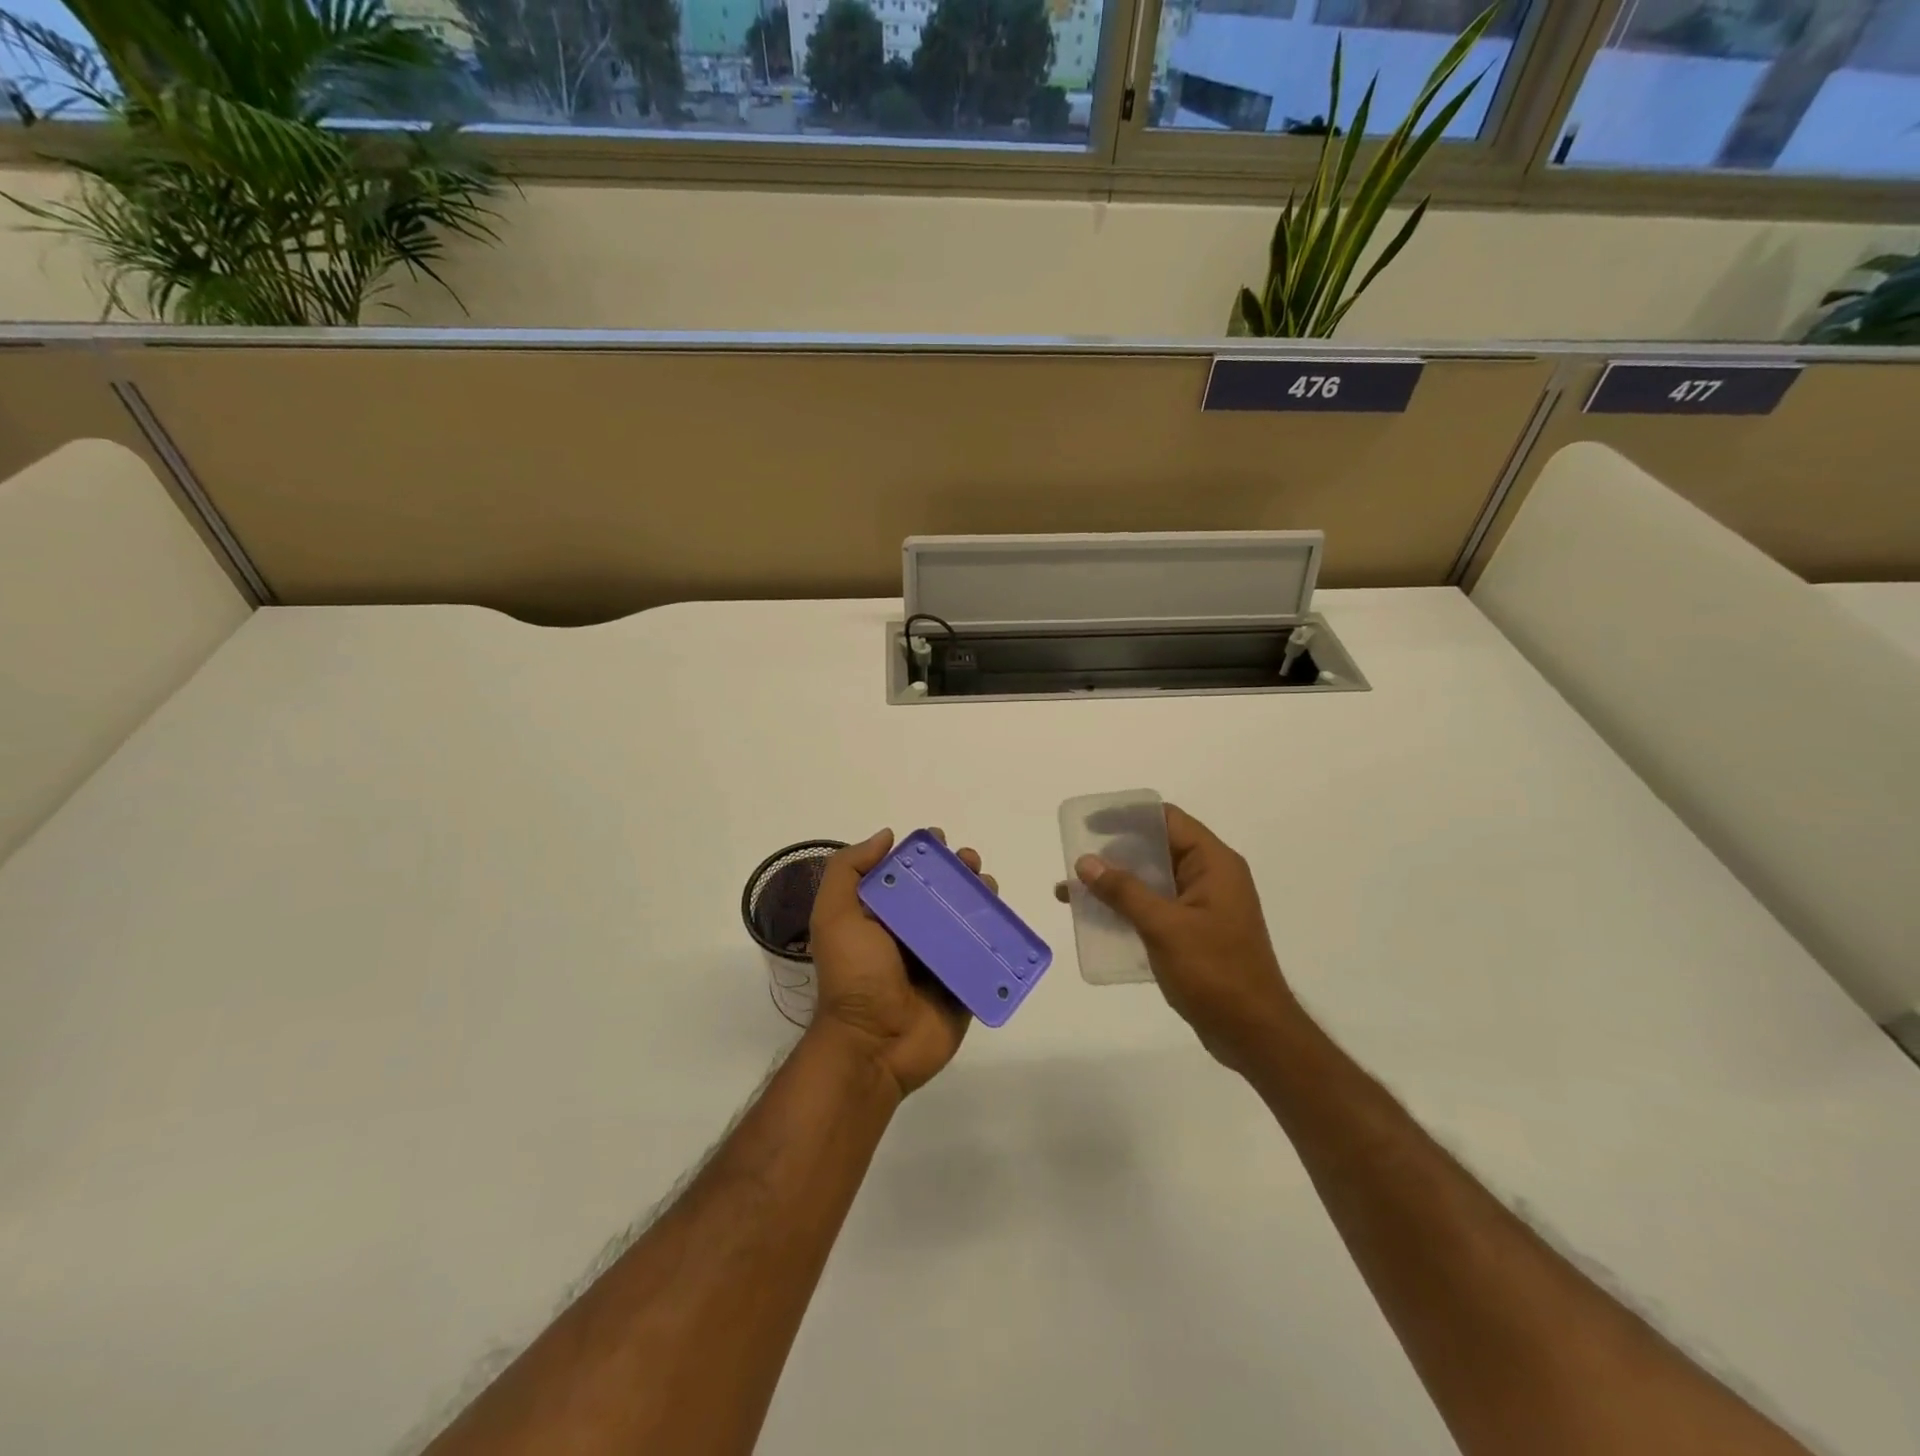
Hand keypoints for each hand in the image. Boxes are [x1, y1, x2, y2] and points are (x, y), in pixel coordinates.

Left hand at [808, 828, 989, 1098]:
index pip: (907, 874)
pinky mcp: (965, 982)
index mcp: (882, 916)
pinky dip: (999, 935)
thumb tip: (887, 836)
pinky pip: (986, 954)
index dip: (924, 854)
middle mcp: (912, 933)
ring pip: (968, 918)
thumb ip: (849, 870)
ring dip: (982, 896)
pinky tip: (1006, 920)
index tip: (939, 840)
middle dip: (960, 870)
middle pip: (943, 892)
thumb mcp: (834, 915)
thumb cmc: (854, 975)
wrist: (874, 1044)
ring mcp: (941, 958)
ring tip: (988, 886)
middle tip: (970, 863)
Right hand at [1056, 804, 1298, 1077]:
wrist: (1253, 1034)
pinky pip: (1154, 909)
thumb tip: (1086, 861)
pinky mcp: (1194, 933)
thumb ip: (1124, 891)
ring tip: (1072, 892)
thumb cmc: (1215, 972)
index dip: (1128, 817)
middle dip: (1114, 854)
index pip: (1168, 820)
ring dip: (1115, 885)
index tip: (1090, 824)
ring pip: (1152, 882)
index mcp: (1214, 864)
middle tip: (1076, 861)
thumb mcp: (1164, 927)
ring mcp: (1203, 907)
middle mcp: (1210, 877)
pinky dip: (1127, 909)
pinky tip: (1096, 921)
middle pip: (1157, 849)